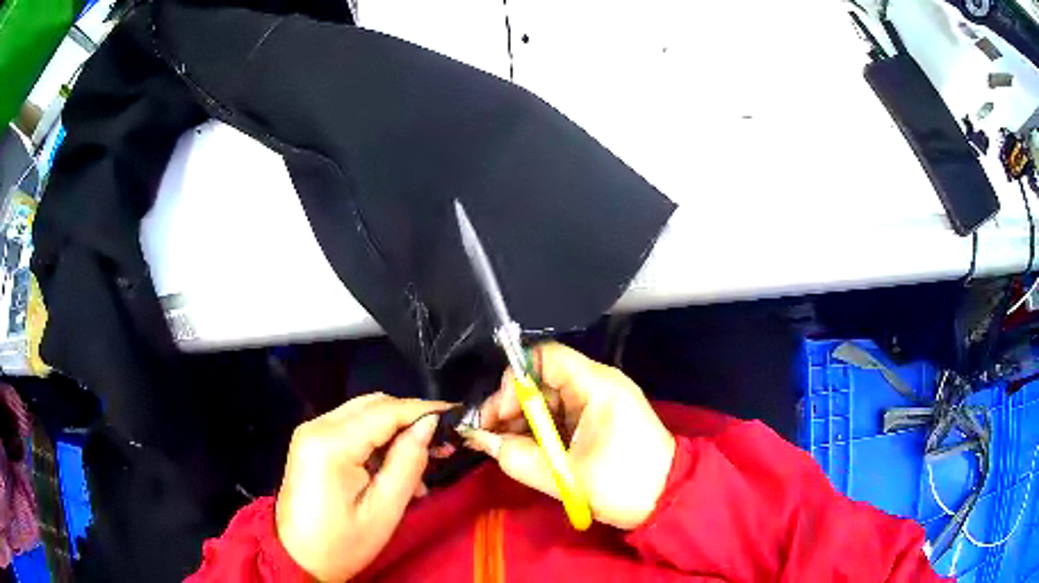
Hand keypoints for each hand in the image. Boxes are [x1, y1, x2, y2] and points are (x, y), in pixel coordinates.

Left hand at [276, 393, 447, 581]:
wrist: (298, 559)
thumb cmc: (342, 543)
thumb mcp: (384, 510)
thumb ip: (407, 462)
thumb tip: (429, 425)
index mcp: (330, 443)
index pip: (385, 411)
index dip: (424, 410)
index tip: (458, 415)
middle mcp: (317, 426)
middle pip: (373, 405)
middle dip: (411, 419)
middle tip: (444, 443)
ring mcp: (311, 433)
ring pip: (364, 415)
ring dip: (396, 431)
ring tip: (425, 461)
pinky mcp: (312, 444)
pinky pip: (352, 429)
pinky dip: (378, 441)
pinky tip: (396, 468)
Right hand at [465, 343, 675, 529]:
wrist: (668, 498)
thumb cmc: (624, 483)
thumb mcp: (567, 475)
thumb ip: (519, 458)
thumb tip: (481, 442)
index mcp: (596, 386)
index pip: (545, 358)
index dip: (515, 380)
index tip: (499, 414)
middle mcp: (596, 385)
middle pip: (542, 380)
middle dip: (511, 406)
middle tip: (488, 435)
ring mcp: (597, 403)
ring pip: (548, 401)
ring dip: (522, 422)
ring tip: (502, 447)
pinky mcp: (597, 421)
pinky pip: (560, 417)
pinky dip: (539, 432)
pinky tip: (523, 451)